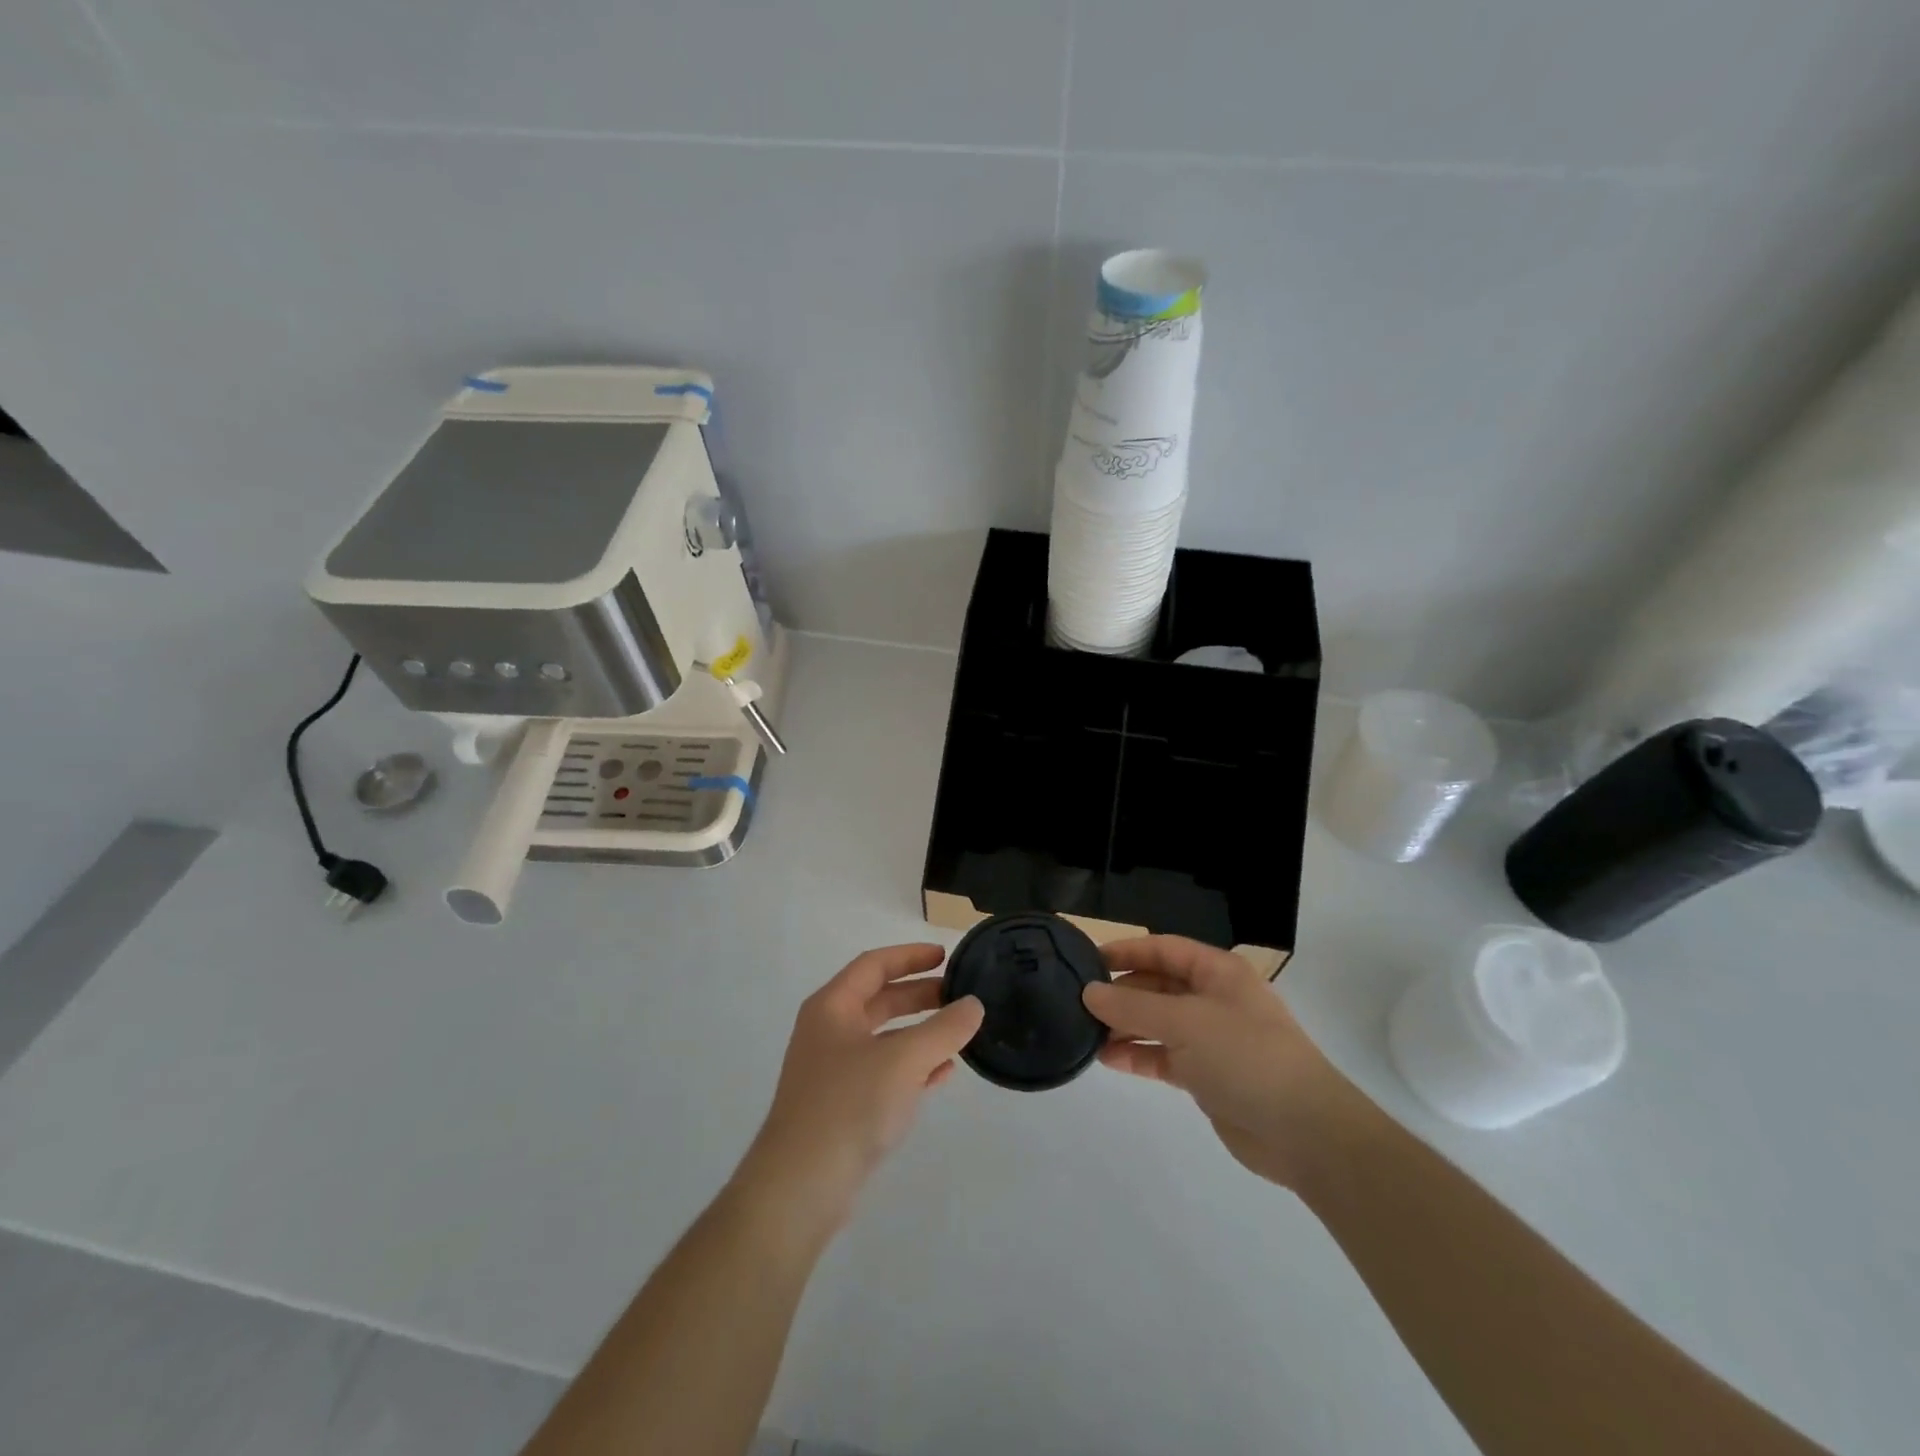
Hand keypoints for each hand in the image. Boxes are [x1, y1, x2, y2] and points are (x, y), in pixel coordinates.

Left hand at [734, 944, 983, 1239]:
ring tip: (959, 1032)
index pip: (874, 965)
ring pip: (884, 1038)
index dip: (910, 956)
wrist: (799, 1188)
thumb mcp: (904, 1060)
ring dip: (920, 1032)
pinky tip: (943, 1073)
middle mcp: (829, 1031)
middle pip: (879, 999)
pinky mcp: (842, 1106)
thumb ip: (944, 1030)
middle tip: (959, 995)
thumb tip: (973, 1005)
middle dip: (920, 995)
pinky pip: (884, 1073)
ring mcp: (833, 1071)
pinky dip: (912, 1067)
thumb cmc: (848, 1106)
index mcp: (832, 1007)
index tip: (946, 956)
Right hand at [1083, 936, 1344, 1188]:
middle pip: (1158, 984)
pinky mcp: (1207, 1075)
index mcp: (1218, 972)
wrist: (1303, 1131)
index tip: (1087, 961)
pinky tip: (1107, 1059)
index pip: (1163, 948)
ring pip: (1158, 1022)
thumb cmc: (1245, 1056)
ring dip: (1125, 1026)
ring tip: (1087, 1033)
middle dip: (1121, 992)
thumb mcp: (1184, 1022)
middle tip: (1080, 1003)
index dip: (1126, 951)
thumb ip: (1132, 1006)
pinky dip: (1138, 1055)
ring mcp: (1211, 1038)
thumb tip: (1089, 992)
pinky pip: (1164, 1056)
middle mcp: (1214, 999)